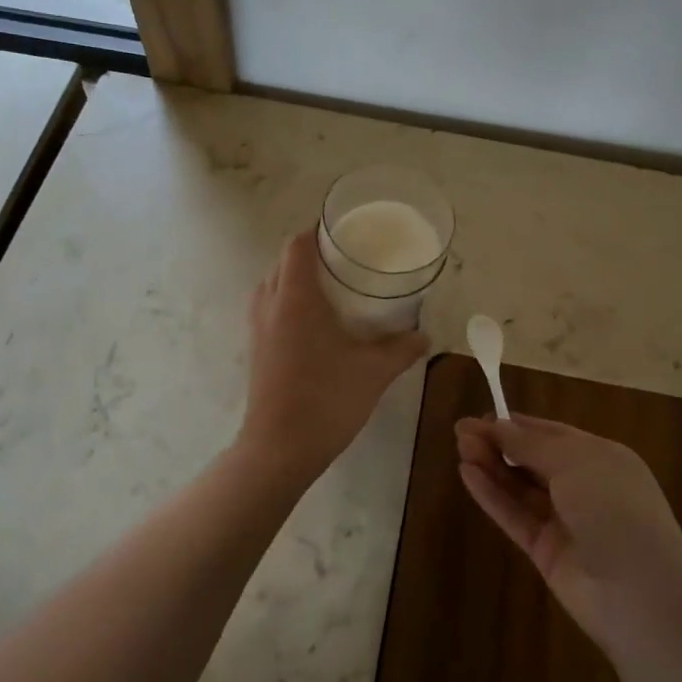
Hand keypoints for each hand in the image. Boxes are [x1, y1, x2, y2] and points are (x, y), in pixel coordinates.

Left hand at [239, 230, 429, 481]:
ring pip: (272, 284)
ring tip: (330, 286)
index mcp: (296, 298)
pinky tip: (314, 322)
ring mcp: (258, 328)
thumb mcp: (374, 372)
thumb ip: (402, 349)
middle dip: (310, 254)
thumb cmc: (326, 400)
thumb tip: (425, 336)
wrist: (279, 449)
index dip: (317, 232)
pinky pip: (268, 307)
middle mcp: (271, 305)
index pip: (297, 246)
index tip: (343, 233)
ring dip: (295, 277)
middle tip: (345, 259)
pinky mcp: (256, 349)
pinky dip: (287, 300)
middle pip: (283, 261)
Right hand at [456, 415, 681, 647]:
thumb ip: (531, 444)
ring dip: (491, 465)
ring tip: (459, 446)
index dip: (518, 424)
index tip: (483, 414)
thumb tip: (499, 425)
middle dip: (499, 442)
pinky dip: (491, 495)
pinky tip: (467, 475)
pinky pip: (515, 516)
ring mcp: (565, 521)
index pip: (553, 434)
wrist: (640, 595)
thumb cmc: (614, 509)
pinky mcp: (546, 552)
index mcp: (601, 458)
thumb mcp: (574, 462)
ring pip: (521, 487)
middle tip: (461, 430)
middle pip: (533, 459)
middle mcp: (584, 486)